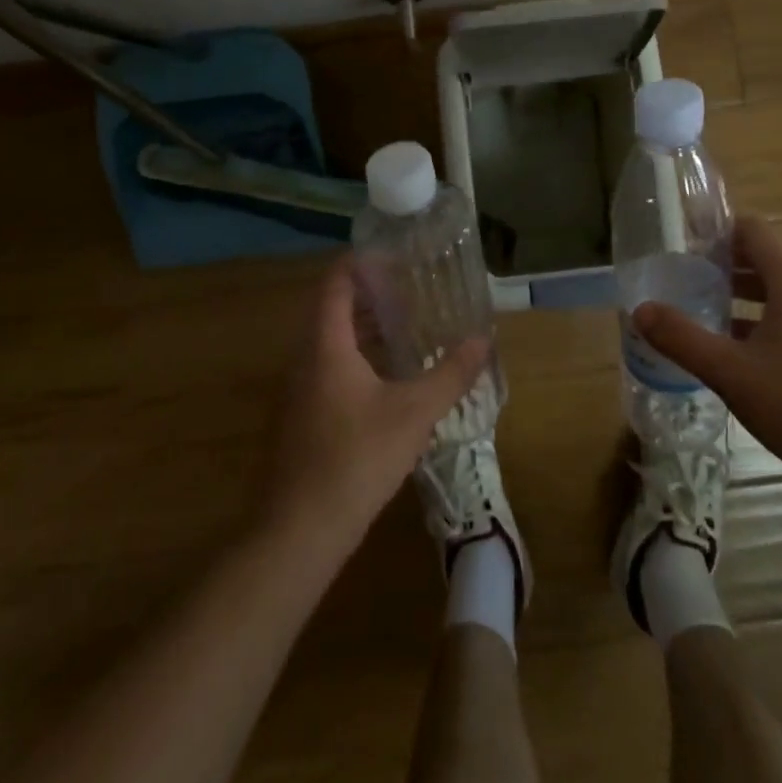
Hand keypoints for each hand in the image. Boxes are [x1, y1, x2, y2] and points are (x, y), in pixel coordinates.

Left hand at [259, 255, 488, 555]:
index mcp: (326, 346)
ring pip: (329, 342)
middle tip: (408, 287)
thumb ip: (450, 374)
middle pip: (332, 310)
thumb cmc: (356, 458)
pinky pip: (327, 368)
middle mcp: (305, 359)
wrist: (300, 530)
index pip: (335, 284)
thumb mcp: (413, 413)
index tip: (391, 252)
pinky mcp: (301, 417)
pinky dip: (355, 356)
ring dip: (362, 328)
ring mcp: (298, 390)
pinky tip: (385, 377)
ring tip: (404, 325)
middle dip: (368, 294)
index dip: (358, 263)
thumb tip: (483, 339)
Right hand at [633, 216, 781, 490]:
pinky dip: (760, 321)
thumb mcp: (732, 373)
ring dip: (740, 294)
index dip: (717, 229)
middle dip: (723, 263)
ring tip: (701, 308)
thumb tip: (640, 310)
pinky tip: (735, 351)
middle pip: (766, 259)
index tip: (681, 242)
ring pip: (778, 293)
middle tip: (683, 276)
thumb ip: (683, 338)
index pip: (754, 231)